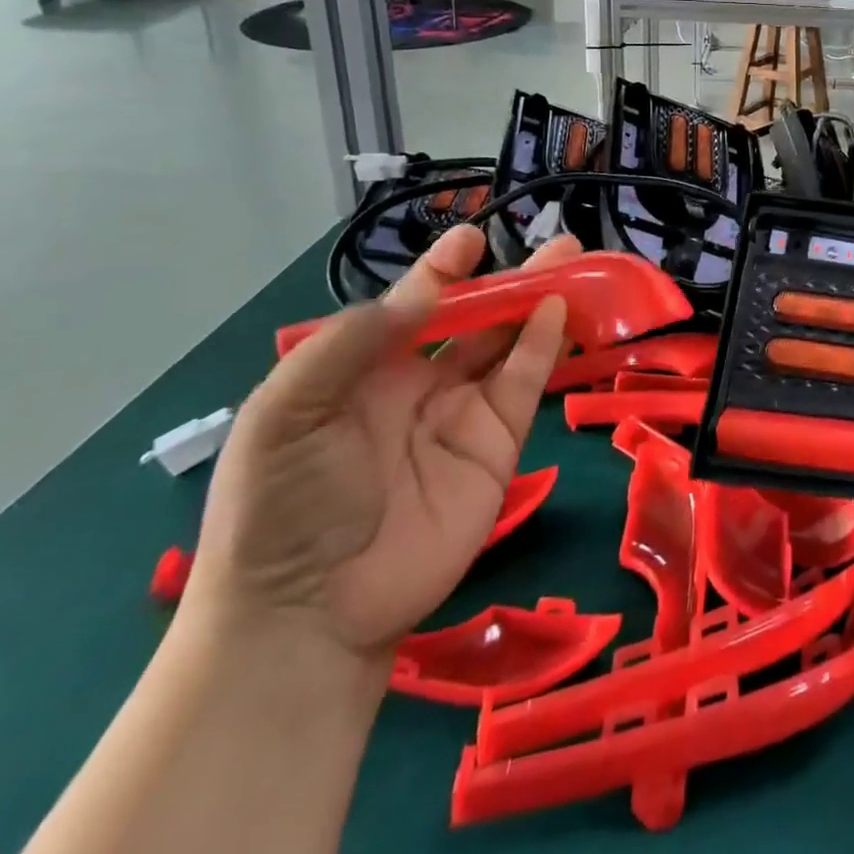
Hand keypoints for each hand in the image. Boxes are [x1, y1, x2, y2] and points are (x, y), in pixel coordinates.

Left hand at [186, 228, 578, 661]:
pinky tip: (558, 311)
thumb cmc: (280, 505)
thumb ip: (352, 343)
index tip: (470, 239)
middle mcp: (421, 383)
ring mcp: (463, 413)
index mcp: (366, 370)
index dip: (443, 270)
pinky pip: (524, 385)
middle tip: (556, 243)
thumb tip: (427, 289)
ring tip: (573, 262)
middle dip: (512, 279)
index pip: (414, 306)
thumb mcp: (287, 413)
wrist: (306, 614)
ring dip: (541, 302)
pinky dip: (544, 346)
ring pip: (510, 344)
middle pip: (476, 318)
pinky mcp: (497, 445)